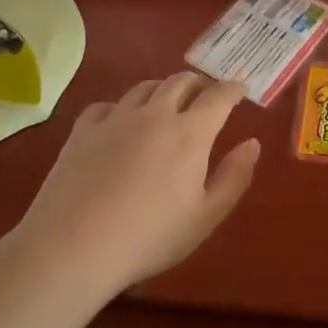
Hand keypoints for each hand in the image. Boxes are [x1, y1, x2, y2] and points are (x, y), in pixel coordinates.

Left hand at [16, 73, 260, 297]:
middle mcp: (155, 114)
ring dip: (163, 89)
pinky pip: (108, 104)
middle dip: (199, 83)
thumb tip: (252, 143)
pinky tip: (120, 122)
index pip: (218, 96)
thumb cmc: (150, 237)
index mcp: (190, 133)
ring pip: (144, 87)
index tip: (240, 87)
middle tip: (206, 93)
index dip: (232, 88)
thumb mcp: (205, 217)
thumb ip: (233, 177)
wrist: (75, 245)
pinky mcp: (83, 128)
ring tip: (167, 102)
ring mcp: (115, 117)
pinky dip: (122, 107)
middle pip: (181, 81)